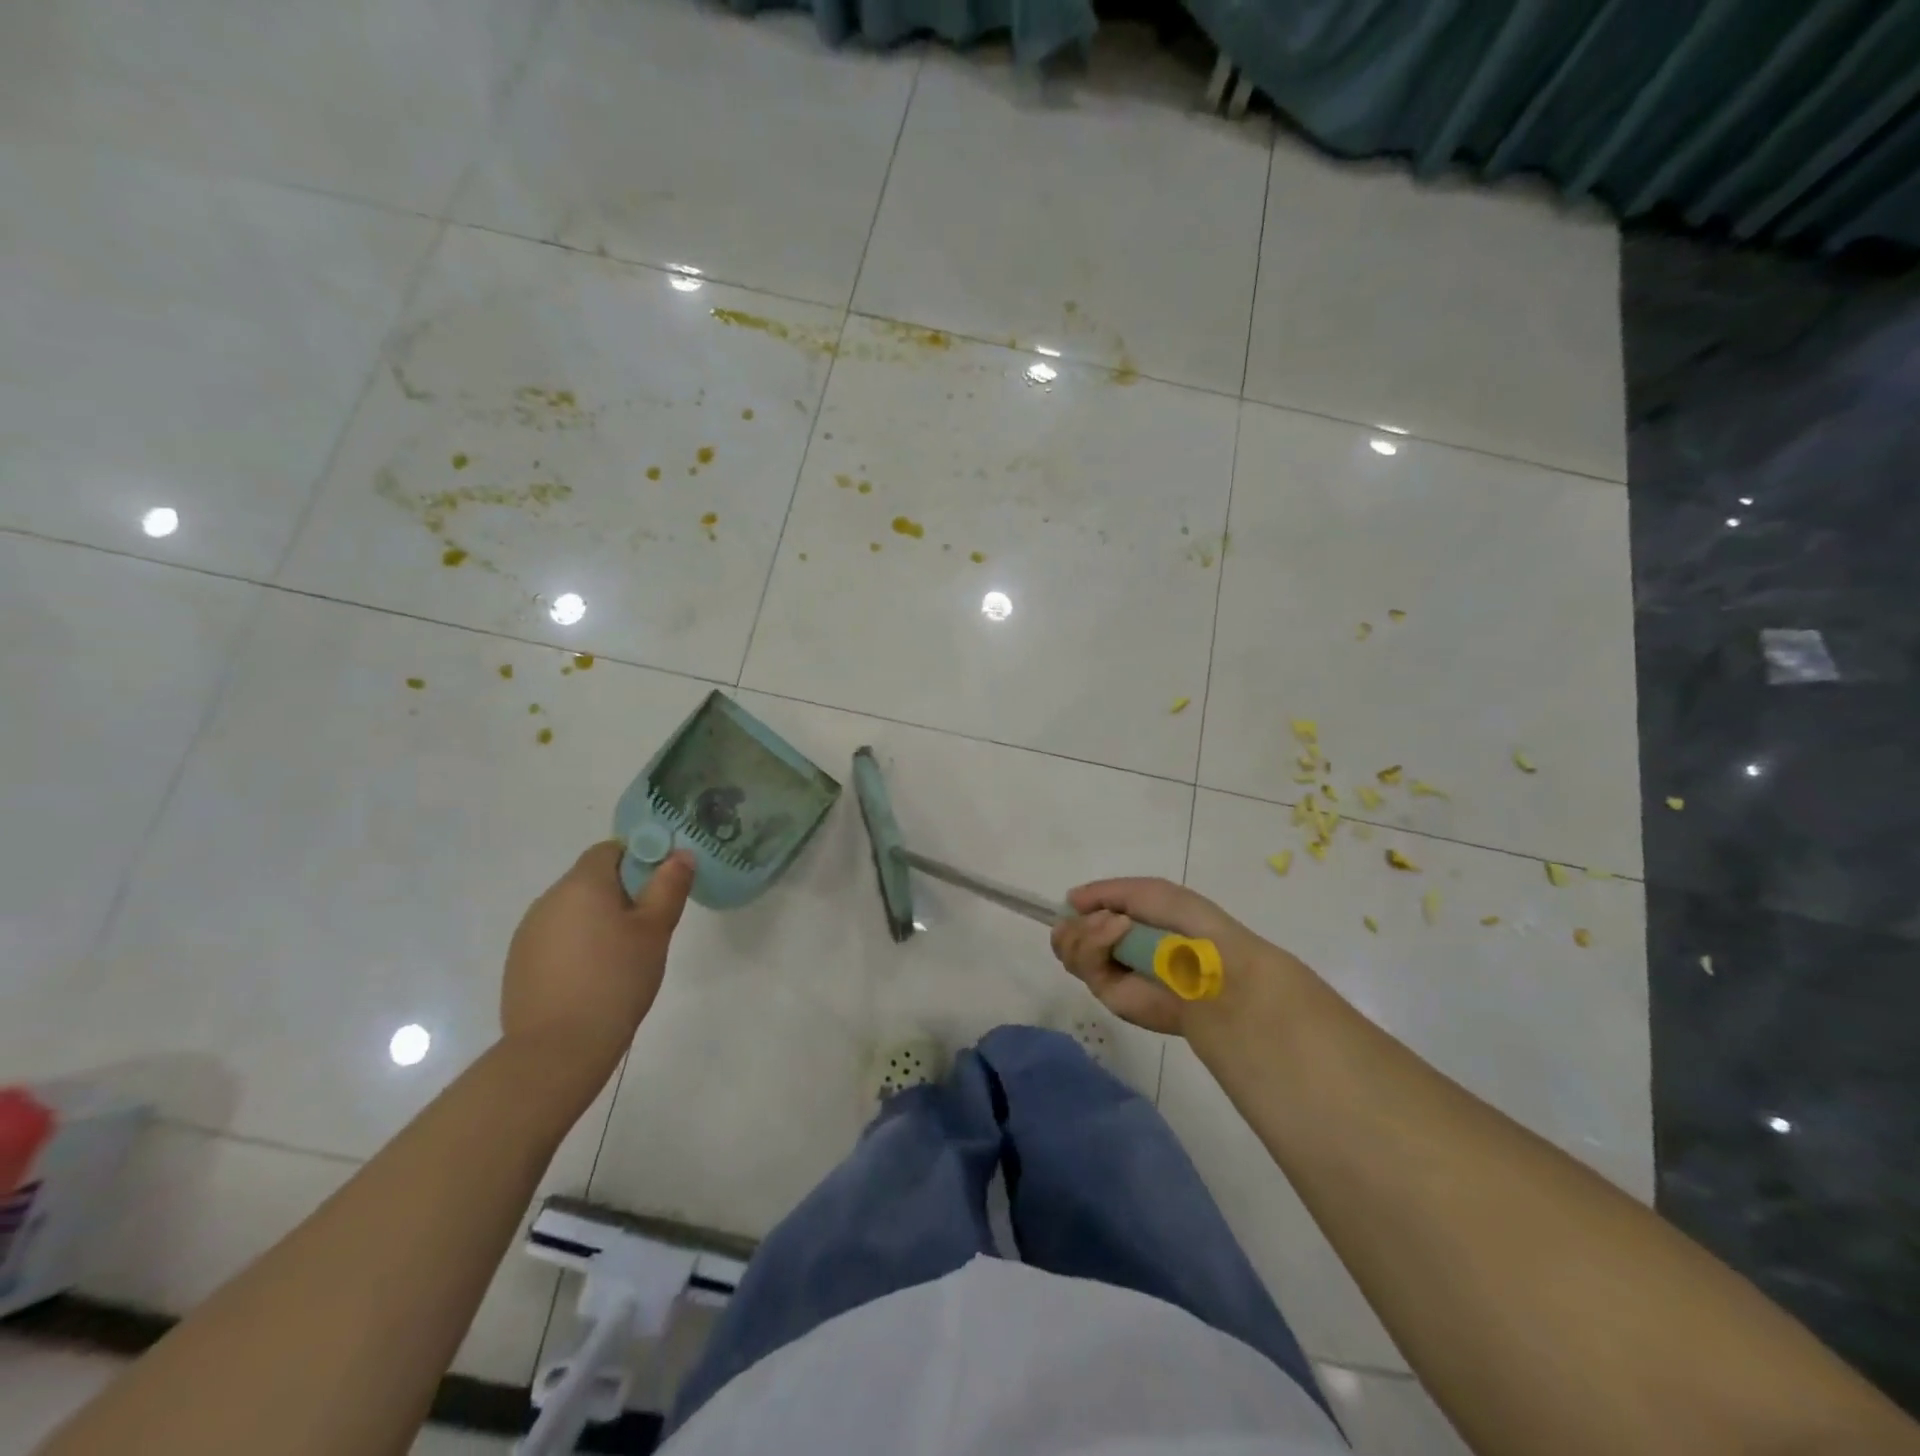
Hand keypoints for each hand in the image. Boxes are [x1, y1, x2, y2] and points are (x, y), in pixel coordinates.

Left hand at [501, 841, 694, 1072]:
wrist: (558, 1048)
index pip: (610, 849)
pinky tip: (594, 977)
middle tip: (649, 926)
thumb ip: (669, 886)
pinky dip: (577, 946)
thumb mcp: (655, 930)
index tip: (660, 887)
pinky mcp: (519, 963)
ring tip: (622, 956)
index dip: (639, 859)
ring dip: (598, 921)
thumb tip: (681, 854)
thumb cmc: (616, 979)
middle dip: (621, 894)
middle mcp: (548, 899)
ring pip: (573, 910)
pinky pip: (556, 938)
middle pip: (590, 880)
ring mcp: (529, 933)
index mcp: (582, 884)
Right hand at [1050, 877, 1290, 1035]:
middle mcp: (1113, 949)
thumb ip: (1104, 892)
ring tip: (1116, 925)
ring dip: (1085, 930)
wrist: (1211, 965)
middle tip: (1100, 917)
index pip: (1083, 918)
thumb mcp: (1145, 891)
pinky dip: (1094, 943)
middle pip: (1067, 936)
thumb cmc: (1186, 921)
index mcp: (1125, 924)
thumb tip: (1069, 900)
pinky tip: (1118, 932)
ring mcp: (1109, 972)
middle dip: (1076, 923)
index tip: (1077, 903)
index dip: (1076, 911)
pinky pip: (1083, 965)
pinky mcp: (1107, 994)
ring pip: (1068, 950)